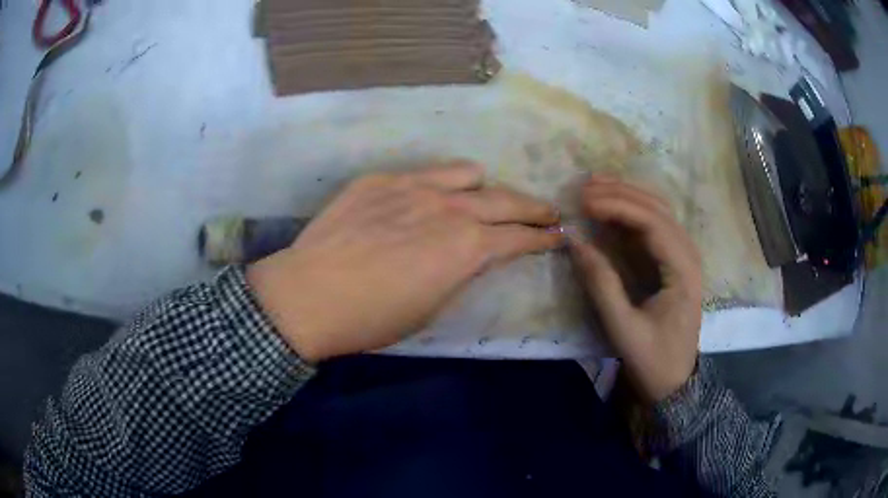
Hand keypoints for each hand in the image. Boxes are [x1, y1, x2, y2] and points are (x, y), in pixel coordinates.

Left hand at [247, 162, 561, 361]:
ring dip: (483, 189)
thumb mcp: (432, 306)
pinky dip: (438, 186)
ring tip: (481, 200)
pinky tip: (424, 202)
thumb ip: (461, 272)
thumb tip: (474, 255)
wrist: (309, 295)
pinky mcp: (382, 179)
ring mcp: (414, 186)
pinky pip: (424, 173)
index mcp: (467, 247)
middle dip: (534, 207)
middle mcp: (449, 208)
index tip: (558, 235)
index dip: (544, 237)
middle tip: (547, 212)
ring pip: (467, 173)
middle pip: (506, 199)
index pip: (520, 237)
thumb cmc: (373, 318)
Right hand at [568, 176, 701, 402]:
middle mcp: (689, 255)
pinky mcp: (674, 261)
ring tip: (595, 186)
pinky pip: (655, 226)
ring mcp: (684, 256)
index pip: (653, 222)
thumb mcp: (623, 328)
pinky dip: (631, 212)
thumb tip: (575, 242)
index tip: (584, 202)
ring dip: (627, 195)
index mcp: (683, 271)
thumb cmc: (653, 359)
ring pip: (659, 210)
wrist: (674, 382)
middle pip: (658, 208)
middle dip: (621, 193)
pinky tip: (611, 208)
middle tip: (584, 188)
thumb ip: (601, 284)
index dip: (618, 206)